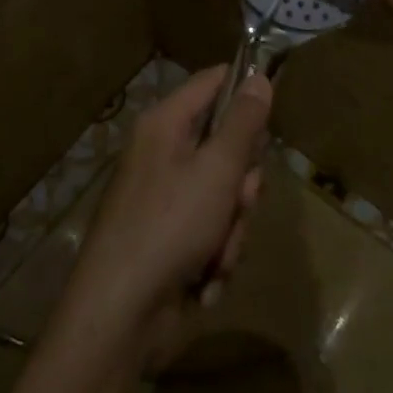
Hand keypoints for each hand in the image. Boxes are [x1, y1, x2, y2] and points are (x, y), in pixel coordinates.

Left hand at [52, 67, 270, 368]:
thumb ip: (243, 123)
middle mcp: (163, 155)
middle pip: (226, 146)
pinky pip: (212, 231)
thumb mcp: (217, 169)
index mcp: (165, 125)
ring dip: (232, 228)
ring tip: (217, 254)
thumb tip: (259, 76)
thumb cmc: (169, 226)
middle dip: (242, 183)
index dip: (246, 92)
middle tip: (240, 200)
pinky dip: (215, 255)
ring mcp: (165, 200)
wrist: (120, 316)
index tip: (273, 118)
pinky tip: (205, 279)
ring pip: (225, 195)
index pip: (213, 82)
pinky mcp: (171, 239)